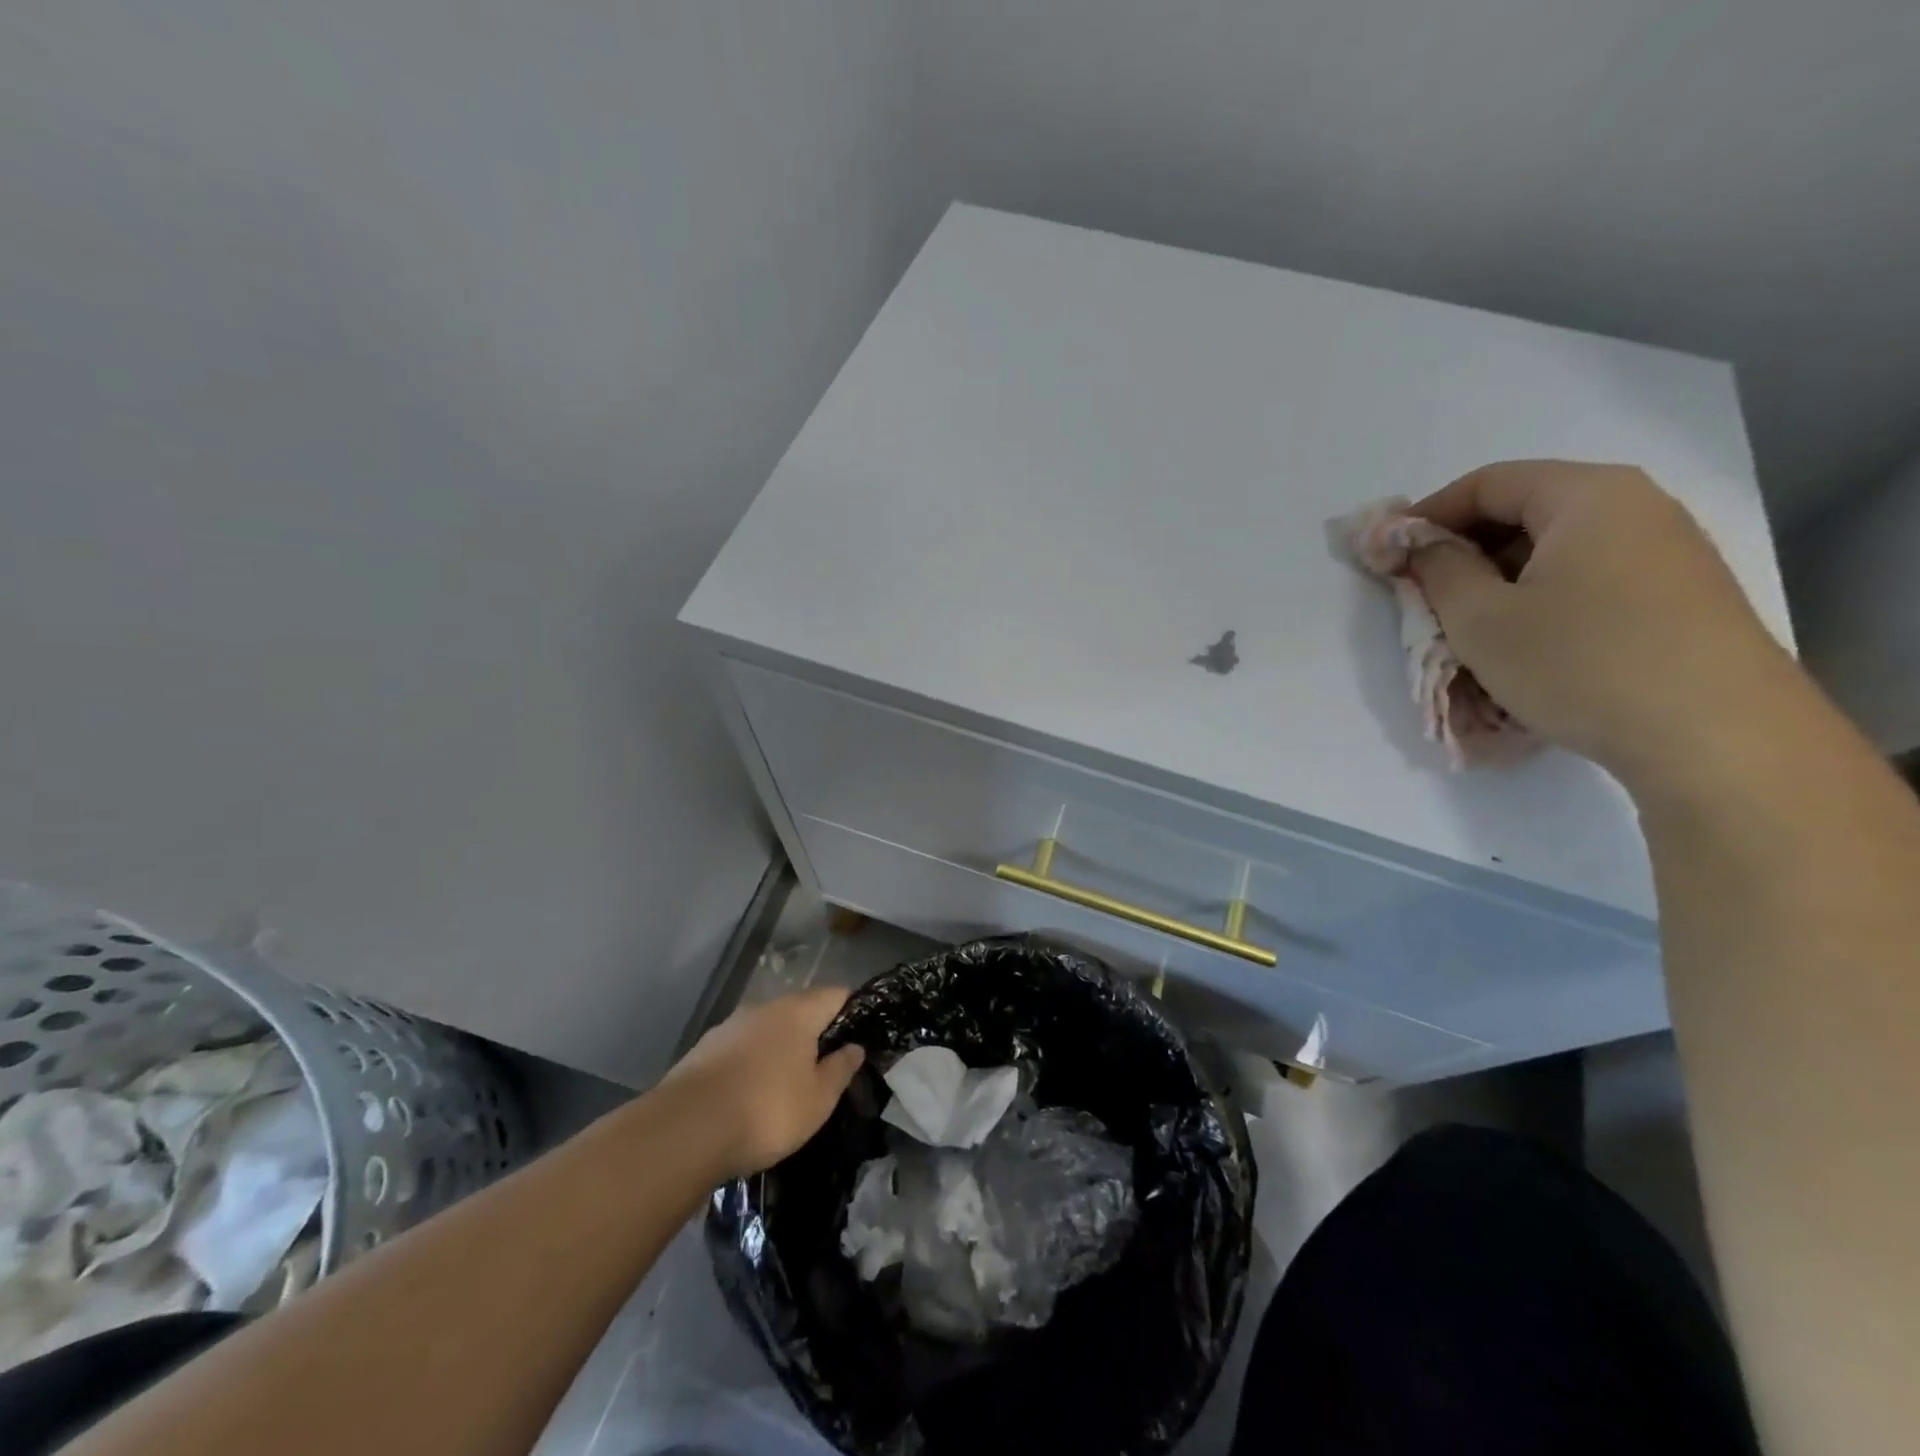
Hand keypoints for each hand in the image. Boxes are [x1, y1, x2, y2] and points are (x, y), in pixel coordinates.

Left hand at [656, 987, 865, 1178]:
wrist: (684, 1131)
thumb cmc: (766, 1110)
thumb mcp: (818, 1099)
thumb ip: (840, 1069)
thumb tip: (854, 1047)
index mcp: (798, 1012)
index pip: (836, 994)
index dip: (852, 1011)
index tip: (860, 1037)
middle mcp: (764, 1008)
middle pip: (800, 1011)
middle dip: (814, 1034)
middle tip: (824, 1069)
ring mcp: (730, 1026)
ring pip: (767, 1030)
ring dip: (779, 1050)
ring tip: (785, 1087)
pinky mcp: (703, 1050)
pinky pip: (740, 1049)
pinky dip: (751, 1065)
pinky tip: (749, 1096)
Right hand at [1405, 460, 1798, 792]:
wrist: (1716, 737)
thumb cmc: (1581, 663)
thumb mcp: (1482, 619)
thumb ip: (1439, 571)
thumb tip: (1419, 545)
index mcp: (1588, 496)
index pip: (1488, 482)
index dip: (1427, 515)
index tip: (1388, 556)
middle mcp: (1636, 507)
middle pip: (1526, 510)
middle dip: (1464, 549)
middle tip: (1424, 595)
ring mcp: (1667, 551)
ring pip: (1557, 549)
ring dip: (1500, 579)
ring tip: (1471, 627)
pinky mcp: (1680, 595)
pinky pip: (1590, 578)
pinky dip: (1542, 598)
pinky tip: (1527, 643)